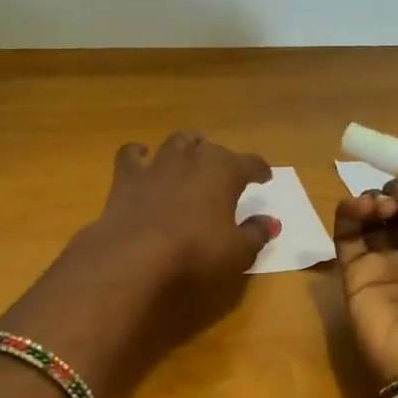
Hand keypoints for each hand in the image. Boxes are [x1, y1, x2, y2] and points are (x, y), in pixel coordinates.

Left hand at [0, 134, 277, 397]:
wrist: (134, 255)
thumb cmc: (195, 252)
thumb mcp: (237, 251)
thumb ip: (256, 233)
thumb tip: (271, 221)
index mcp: (224, 170)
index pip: (250, 163)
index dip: (259, 170)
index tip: (265, 178)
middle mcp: (192, 158)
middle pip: (211, 148)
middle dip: (221, 157)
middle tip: (225, 170)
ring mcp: (157, 164)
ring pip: (176, 143)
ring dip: (186, 146)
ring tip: (191, 152)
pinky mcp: (126, 177)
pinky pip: (131, 155)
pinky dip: (138, 153)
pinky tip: (141, 154)